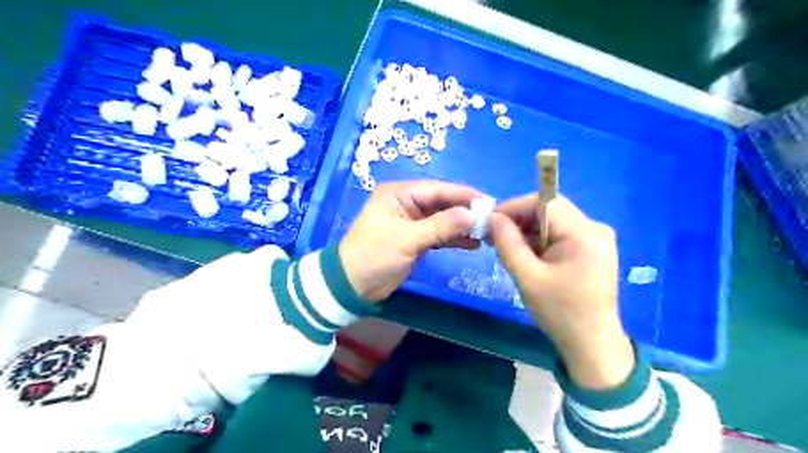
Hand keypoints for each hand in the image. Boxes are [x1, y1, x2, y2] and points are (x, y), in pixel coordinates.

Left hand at [339, 180, 480, 304]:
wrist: (353, 285)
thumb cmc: (374, 255)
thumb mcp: (406, 239)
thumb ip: (440, 226)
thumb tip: (472, 214)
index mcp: (400, 194)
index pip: (437, 190)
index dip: (463, 195)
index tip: (489, 202)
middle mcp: (407, 204)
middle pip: (443, 204)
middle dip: (466, 212)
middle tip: (492, 220)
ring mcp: (413, 222)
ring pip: (444, 220)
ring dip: (463, 226)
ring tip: (487, 234)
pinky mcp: (416, 239)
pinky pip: (440, 235)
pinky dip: (454, 239)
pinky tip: (473, 244)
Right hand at [489, 195, 633, 388]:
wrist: (591, 345)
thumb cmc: (559, 312)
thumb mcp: (527, 277)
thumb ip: (507, 243)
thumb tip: (492, 217)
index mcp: (584, 233)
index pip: (544, 202)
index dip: (514, 207)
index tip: (490, 222)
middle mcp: (594, 228)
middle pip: (549, 209)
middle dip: (519, 220)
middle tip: (494, 237)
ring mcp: (595, 239)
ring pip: (552, 221)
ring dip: (527, 231)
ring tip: (507, 249)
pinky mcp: (592, 249)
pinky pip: (559, 234)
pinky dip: (539, 241)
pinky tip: (526, 256)